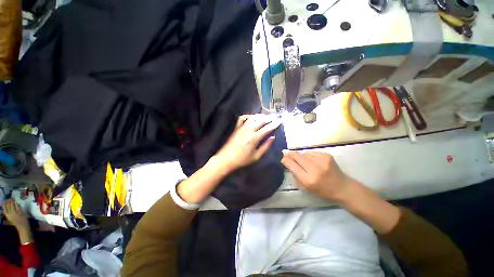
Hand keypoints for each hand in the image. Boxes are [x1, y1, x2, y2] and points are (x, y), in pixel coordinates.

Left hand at [3, 199, 28, 229]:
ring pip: (5, 208)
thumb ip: (19, 208)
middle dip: (8, 202)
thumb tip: (16, 203)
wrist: (22, 227)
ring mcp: (8, 215)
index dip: (12, 201)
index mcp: (14, 212)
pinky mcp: (8, 217)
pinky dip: (4, 208)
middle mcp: (10, 213)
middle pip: (8, 206)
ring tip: (6, 201)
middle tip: (10, 198)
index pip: (12, 204)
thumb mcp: (23, 213)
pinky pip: (5, 211)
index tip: (13, 198)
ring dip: (5, 204)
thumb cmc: (25, 220)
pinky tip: (4, 206)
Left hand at [215, 114, 280, 172]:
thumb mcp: (256, 156)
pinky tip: (252, 117)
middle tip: (275, 116)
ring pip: (253, 117)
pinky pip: (242, 118)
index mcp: (254, 137)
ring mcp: (241, 127)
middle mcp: (248, 130)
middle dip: (269, 118)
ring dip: (261, 116)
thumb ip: (265, 146)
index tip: (280, 121)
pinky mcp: (236, 127)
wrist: (226, 159)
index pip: (267, 128)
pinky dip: (248, 116)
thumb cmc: (242, 160)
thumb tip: (273, 137)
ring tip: (266, 116)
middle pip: (261, 120)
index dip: (274, 124)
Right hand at [281, 151, 351, 200]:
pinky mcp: (327, 155)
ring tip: (304, 161)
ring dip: (301, 156)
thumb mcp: (305, 187)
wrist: (342, 187)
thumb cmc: (321, 190)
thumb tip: (286, 160)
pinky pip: (311, 152)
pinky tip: (312, 160)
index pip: (291, 165)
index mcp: (307, 179)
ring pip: (303, 153)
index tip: (283, 158)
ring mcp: (321, 160)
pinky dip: (309, 155)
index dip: (285, 160)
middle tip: (286, 153)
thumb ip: (295, 173)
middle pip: (296, 156)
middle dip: (290, 154)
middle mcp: (314, 169)